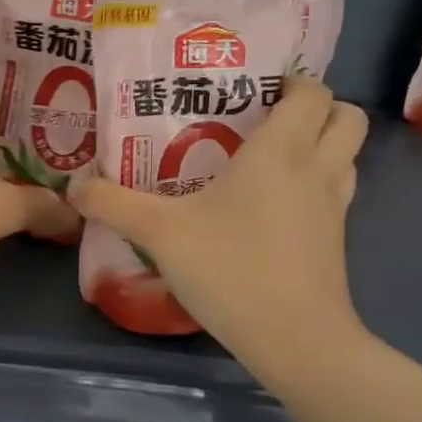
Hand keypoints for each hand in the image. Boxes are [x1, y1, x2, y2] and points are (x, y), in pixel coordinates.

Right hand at [69, 76, 369, 370]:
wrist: (294, 339)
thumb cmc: (230, 268)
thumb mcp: (158, 232)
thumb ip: (113, 203)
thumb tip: (73, 186)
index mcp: (281, 151)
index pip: (312, 93)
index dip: (293, 82)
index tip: (257, 87)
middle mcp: (317, 170)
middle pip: (347, 117)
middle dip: (318, 108)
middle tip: (268, 117)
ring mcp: (334, 208)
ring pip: (347, 157)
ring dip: (321, 146)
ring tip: (270, 159)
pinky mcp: (335, 242)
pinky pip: (335, 194)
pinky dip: (315, 186)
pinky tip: (271, 208)